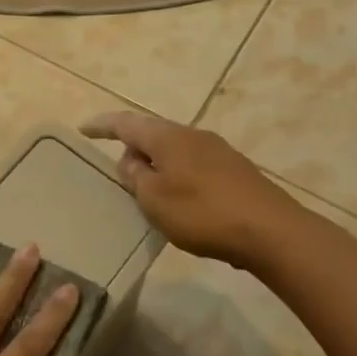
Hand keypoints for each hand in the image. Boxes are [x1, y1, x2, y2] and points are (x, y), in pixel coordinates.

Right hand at [81, 110, 303, 265]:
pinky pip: (194, 165)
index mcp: (167, 137)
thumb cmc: (203, 213)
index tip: (83, 128)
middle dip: (133, 146)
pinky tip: (181, 200)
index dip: (102, 125)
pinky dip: (178, 175)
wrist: (273, 233)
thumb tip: (132, 159)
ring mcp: (218, 151)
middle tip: (118, 167)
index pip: (125, 123)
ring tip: (147, 187)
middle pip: (152, 133)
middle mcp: (191, 135)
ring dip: (157, 163)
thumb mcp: (154, 199)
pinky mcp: (236, 171)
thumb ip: (135, 176)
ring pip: (175, 150)